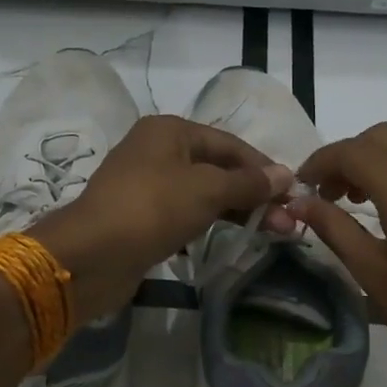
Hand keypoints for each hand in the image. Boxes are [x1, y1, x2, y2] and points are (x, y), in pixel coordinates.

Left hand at [35, 114, 293, 320]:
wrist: (92, 255)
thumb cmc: (152, 209)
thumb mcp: (207, 190)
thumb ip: (248, 183)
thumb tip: (286, 175)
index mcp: (170, 131)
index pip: (230, 144)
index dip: (264, 167)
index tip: (293, 193)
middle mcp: (157, 151)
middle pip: (217, 168)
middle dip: (254, 194)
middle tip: (286, 222)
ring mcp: (146, 185)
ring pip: (202, 193)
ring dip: (236, 211)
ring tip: (269, 233)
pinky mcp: (141, 218)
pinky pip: (184, 214)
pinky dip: (209, 223)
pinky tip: (229, 239)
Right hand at [294, 120, 386, 386]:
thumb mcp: (372, 274)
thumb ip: (334, 228)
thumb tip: (298, 203)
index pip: (355, 152)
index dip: (321, 162)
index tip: (304, 186)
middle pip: (382, 136)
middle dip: (348, 156)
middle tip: (330, 194)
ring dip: (379, 152)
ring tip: (364, 193)